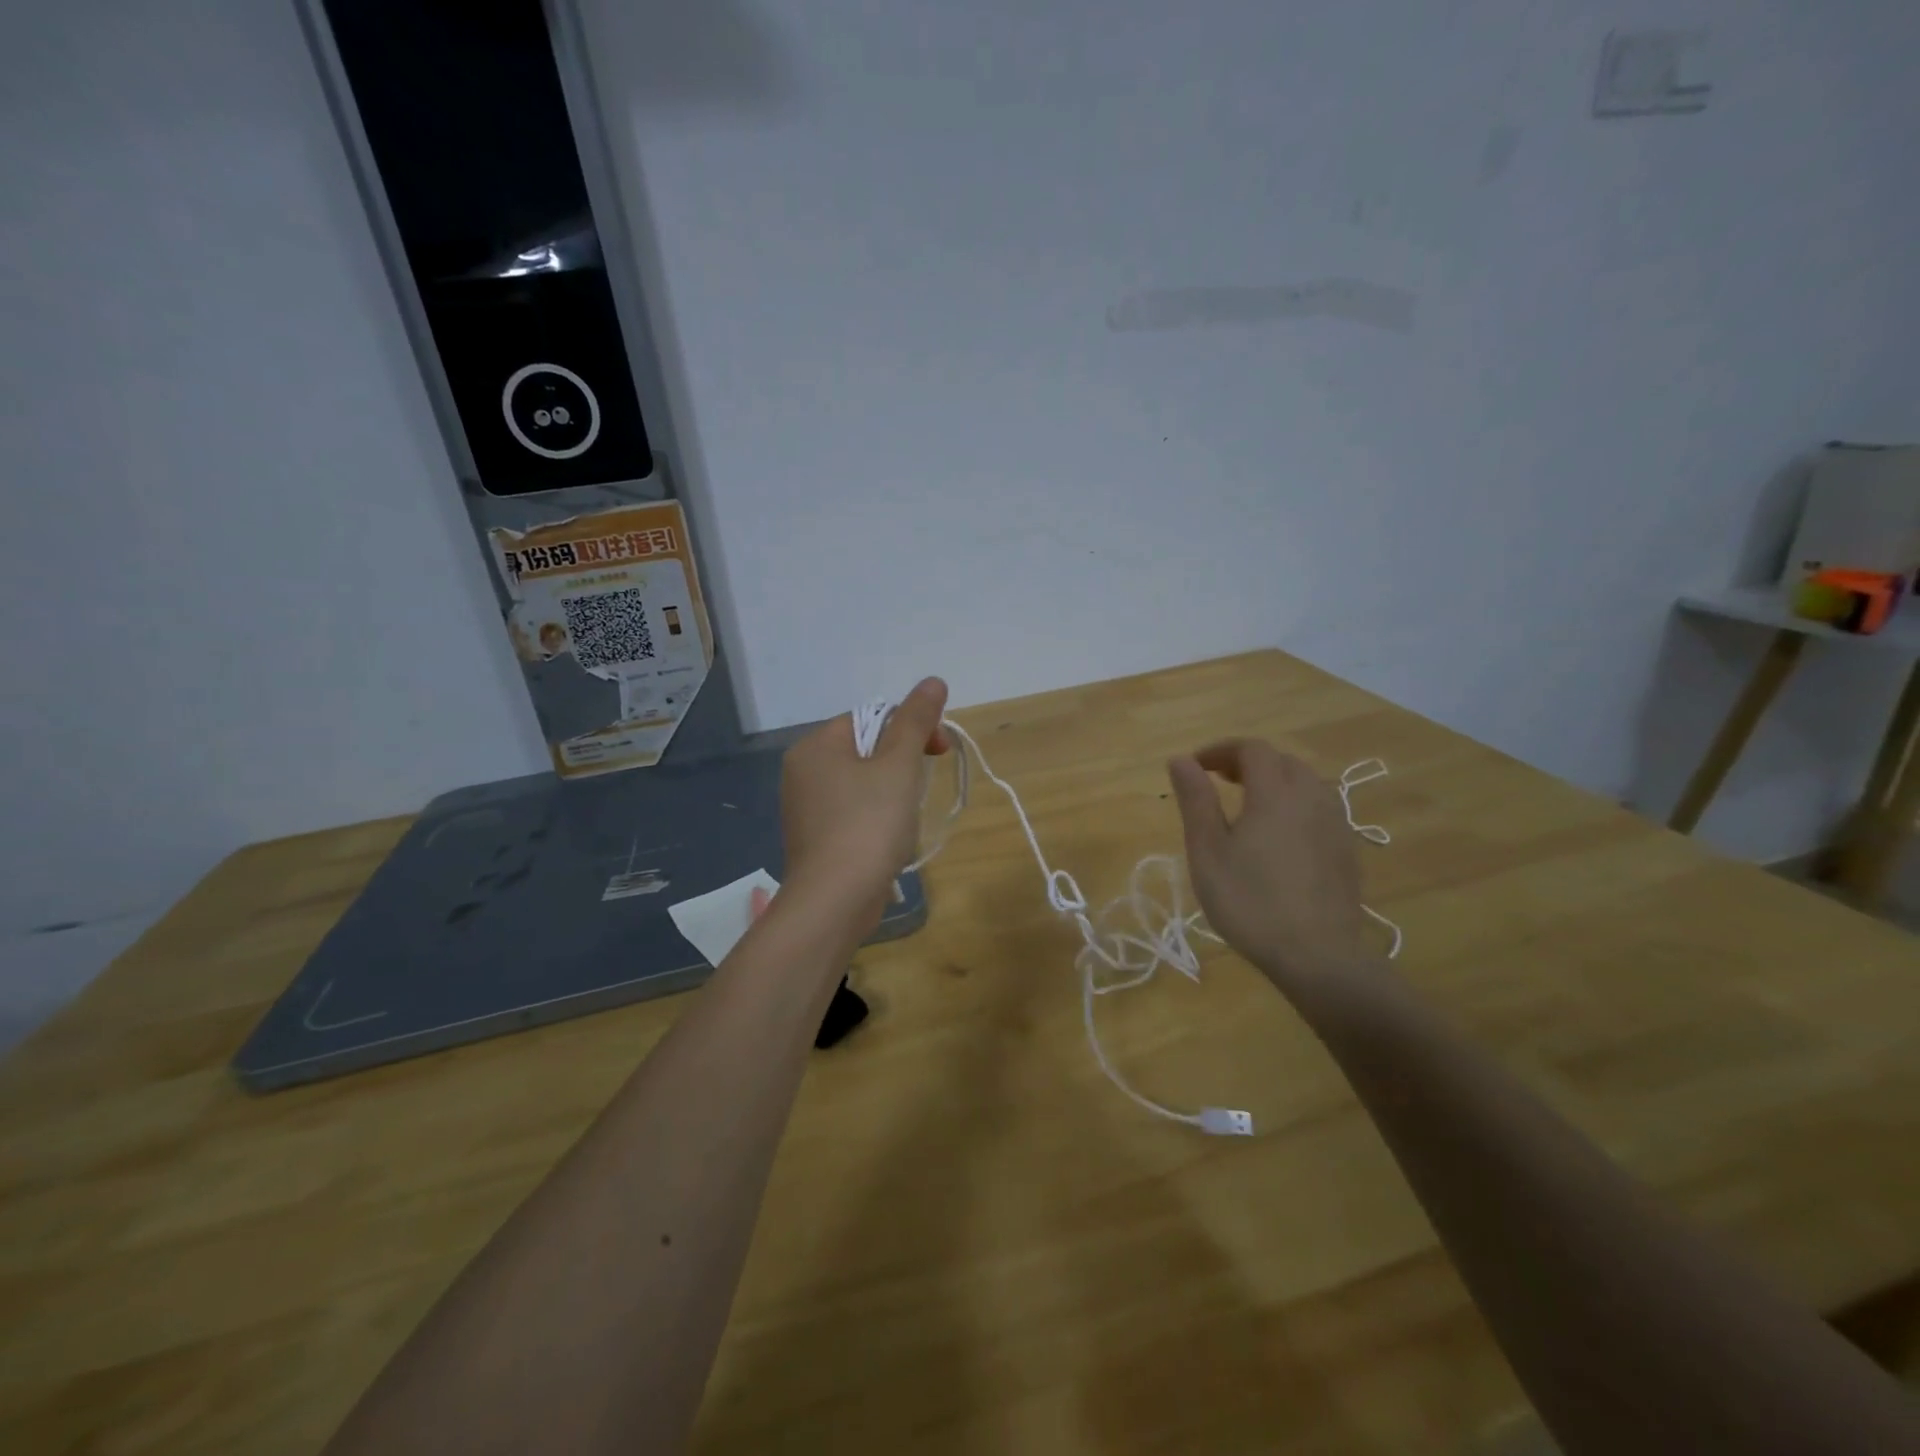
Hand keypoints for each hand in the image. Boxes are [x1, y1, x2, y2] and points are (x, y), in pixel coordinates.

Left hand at [778, 677, 951, 928]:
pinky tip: (888, 840)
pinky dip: (876, 818)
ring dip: (893, 793)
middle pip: (866, 749)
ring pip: (862, 783)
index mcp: (816, 746)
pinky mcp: (815, 838)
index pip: (872, 717)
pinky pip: (852, 812)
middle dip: (903, 764)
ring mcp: (805, 808)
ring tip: (905, 820)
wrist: (834, 901)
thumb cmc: (868, 824)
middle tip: (922, 789)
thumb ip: (916, 721)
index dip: (911, 729)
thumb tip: (933, 681)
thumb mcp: (899, 765)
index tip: (940, 751)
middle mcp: (803, 771)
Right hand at [1167, 739, 1370, 991]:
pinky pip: (1319, 808)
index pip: (1251, 749)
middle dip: (1247, 762)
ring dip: (1274, 781)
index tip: (1195, 767)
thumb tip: (1180, 759)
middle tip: (1217, 782)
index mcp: (1275, 792)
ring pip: (1305, 783)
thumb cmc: (1250, 901)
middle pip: (1281, 761)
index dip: (1220, 750)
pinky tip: (1279, 835)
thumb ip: (1195, 800)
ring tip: (1247, 805)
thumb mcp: (1207, 851)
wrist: (1317, 956)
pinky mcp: (1347, 849)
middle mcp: (1311, 797)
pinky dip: (1294, 804)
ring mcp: (1335, 823)